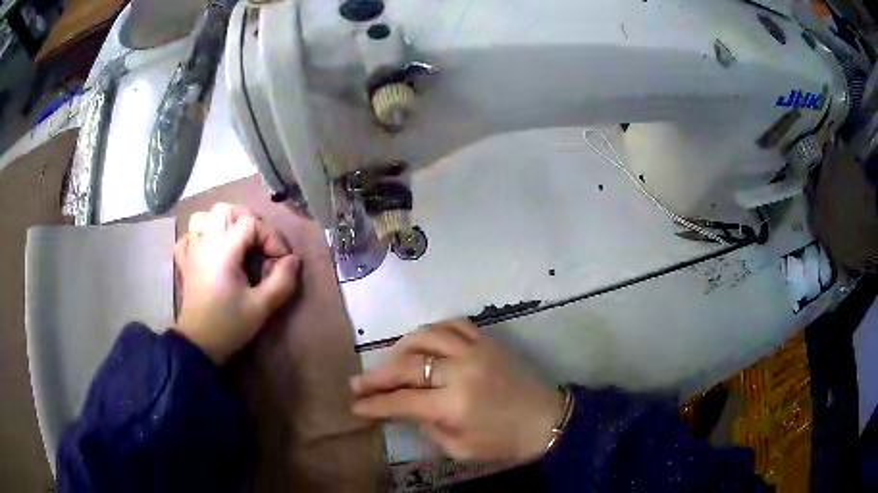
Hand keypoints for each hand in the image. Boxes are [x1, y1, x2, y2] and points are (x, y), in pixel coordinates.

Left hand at [173, 203, 299, 363]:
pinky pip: (188, 236)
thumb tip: (293, 260)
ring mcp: (191, 251)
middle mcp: (205, 243)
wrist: (198, 345)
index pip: (250, 224)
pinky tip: (210, 251)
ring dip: (222, 223)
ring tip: (235, 241)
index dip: (271, 237)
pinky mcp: (184, 262)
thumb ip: (282, 281)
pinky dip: (201, 236)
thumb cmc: (229, 326)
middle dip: (247, 219)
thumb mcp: (261, 307)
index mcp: (223, 251)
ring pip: (203, 217)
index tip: (281, 260)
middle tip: (259, 243)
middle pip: (224, 210)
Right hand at [350, 320, 563, 461]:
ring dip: (401, 348)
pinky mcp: (488, 340)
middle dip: (377, 376)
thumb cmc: (504, 441)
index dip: (375, 404)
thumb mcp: (460, 448)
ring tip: (390, 362)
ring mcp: (475, 350)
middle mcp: (461, 371)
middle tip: (358, 382)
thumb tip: (405, 408)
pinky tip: (423, 341)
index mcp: (454, 405)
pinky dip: (432, 329)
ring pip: (425, 336)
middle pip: (407, 366)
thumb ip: (428, 427)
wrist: (546, 419)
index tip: (355, 404)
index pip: (402, 401)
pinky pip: (453, 324)